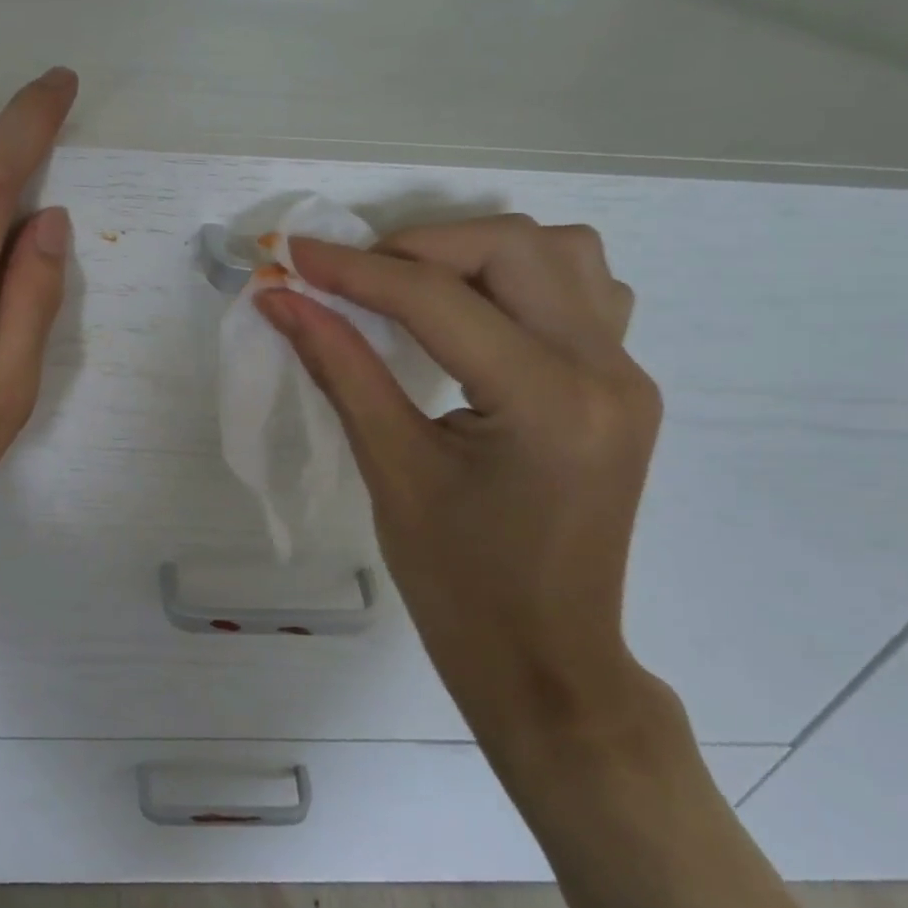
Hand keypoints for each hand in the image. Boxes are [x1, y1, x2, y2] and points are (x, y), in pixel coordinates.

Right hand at [255, 216, 665, 752]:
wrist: (546, 660)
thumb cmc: (459, 584)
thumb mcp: (390, 469)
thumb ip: (338, 366)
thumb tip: (281, 299)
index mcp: (547, 402)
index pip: (437, 300)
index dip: (355, 269)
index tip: (293, 254)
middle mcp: (605, 371)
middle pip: (513, 247)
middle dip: (418, 247)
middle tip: (353, 277)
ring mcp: (627, 375)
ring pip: (562, 252)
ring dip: (478, 252)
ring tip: (415, 288)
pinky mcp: (623, 386)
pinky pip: (584, 290)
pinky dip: (524, 277)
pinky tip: (479, 313)